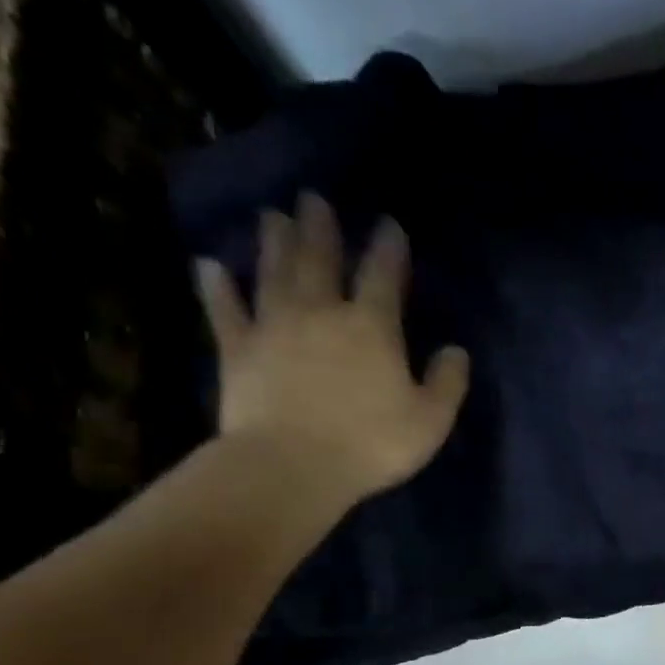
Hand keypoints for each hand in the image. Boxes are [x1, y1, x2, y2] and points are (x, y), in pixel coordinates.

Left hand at [194, 193, 469, 507]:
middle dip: (320, 228)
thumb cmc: (371, 444)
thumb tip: (456, 351)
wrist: (292, 466)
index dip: (388, 248)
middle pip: (319, 259)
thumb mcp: (430, 420)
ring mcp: (274, 328)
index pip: (383, 275)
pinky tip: (209, 265)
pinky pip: (225, 310)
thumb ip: (447, 383)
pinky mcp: (237, 350)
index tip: (388, 224)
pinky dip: (216, 287)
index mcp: (372, 328)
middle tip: (312, 198)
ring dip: (273, 242)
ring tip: (272, 215)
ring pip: (273, 273)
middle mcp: (321, 313)